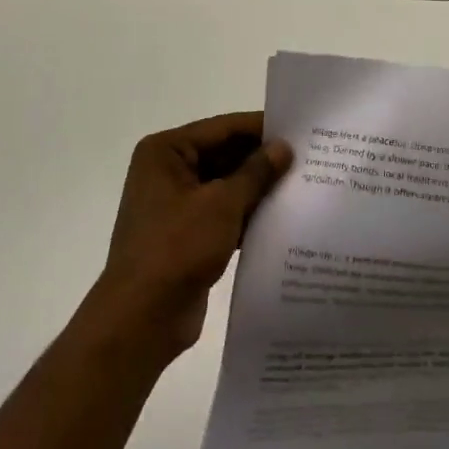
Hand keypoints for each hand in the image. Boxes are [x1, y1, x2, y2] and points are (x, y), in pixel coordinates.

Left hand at [82, 113, 292, 366]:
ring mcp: (175, 204)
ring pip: (225, 185)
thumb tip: (283, 146)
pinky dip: (246, 214)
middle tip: (307, 158)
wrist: (142, 320)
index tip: (300, 128)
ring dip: (257, 188)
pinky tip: (281, 217)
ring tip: (302, 185)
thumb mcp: (222, 204)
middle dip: (261, 159)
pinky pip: (222, 213)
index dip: (261, 128)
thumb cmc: (177, 248)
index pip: (222, 128)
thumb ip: (256, 172)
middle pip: (223, 154)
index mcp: (166, 151)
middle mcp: (167, 170)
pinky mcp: (185, 234)